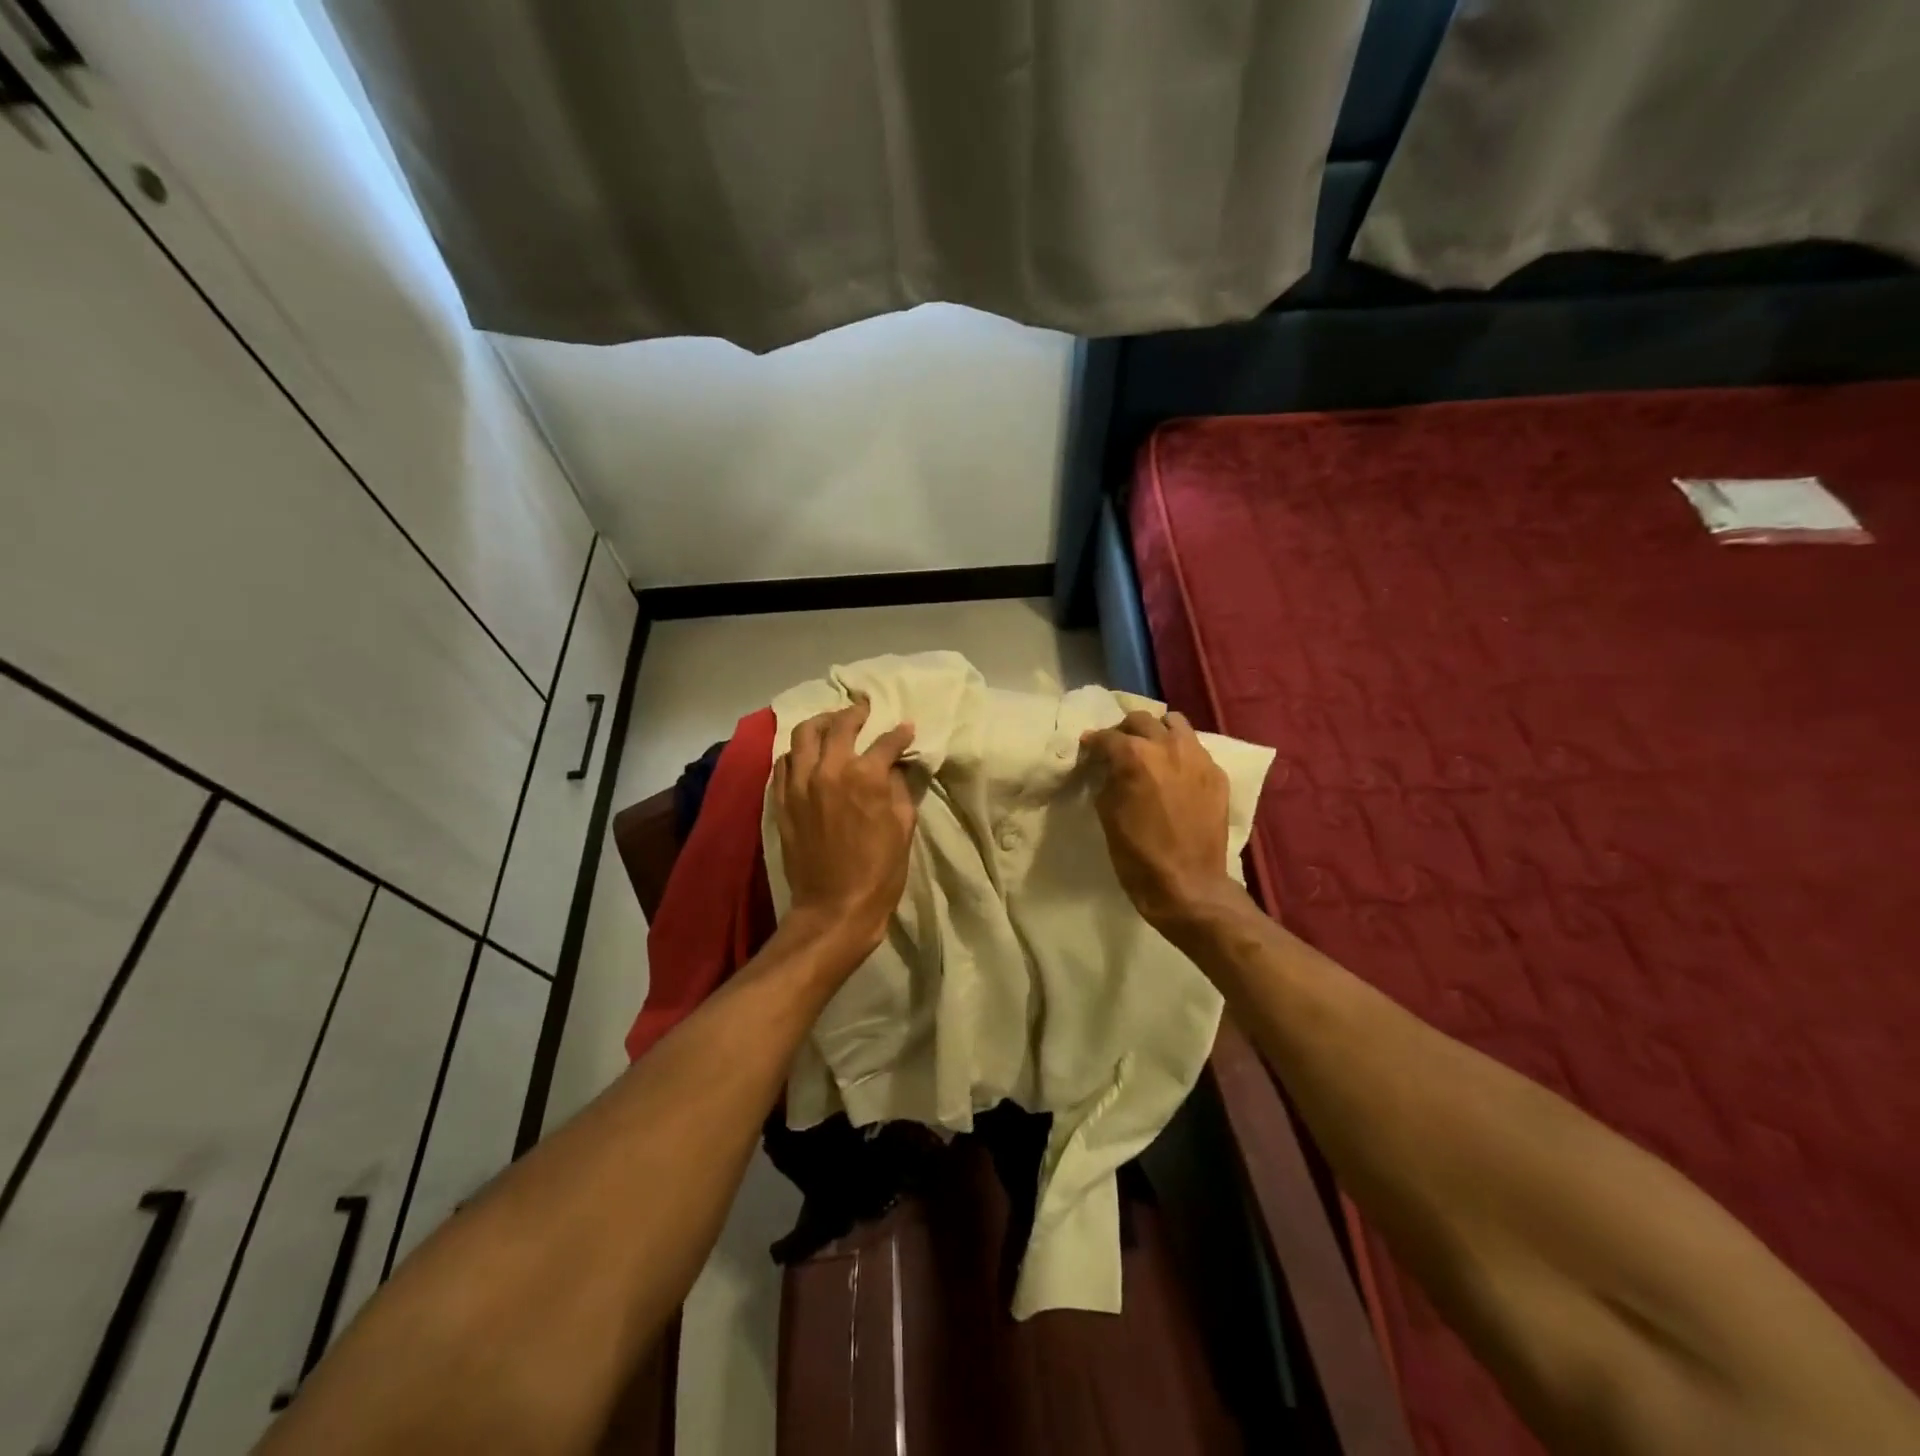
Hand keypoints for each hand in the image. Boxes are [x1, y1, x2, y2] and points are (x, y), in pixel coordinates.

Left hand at [772, 698, 916, 959]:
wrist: (834, 907)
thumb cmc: (879, 871)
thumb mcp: (903, 827)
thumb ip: (898, 788)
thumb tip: (893, 767)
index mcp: (865, 776)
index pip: (886, 741)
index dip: (899, 733)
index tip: (905, 728)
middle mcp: (829, 770)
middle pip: (839, 725)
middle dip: (855, 713)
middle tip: (863, 709)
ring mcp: (799, 784)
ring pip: (803, 735)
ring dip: (820, 723)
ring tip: (830, 724)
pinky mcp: (782, 800)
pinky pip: (783, 763)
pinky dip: (796, 752)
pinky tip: (806, 755)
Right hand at [1080, 710, 1235, 932]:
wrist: (1188, 885)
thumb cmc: (1138, 854)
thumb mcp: (1107, 814)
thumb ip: (1106, 780)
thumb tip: (1106, 767)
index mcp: (1134, 756)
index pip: (1107, 737)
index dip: (1093, 742)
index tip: (1088, 749)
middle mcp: (1167, 746)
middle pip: (1140, 720)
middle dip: (1124, 731)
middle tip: (1117, 748)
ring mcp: (1197, 757)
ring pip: (1175, 723)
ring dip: (1157, 731)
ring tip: (1151, 750)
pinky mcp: (1217, 774)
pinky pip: (1196, 749)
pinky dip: (1181, 752)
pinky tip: (1175, 773)